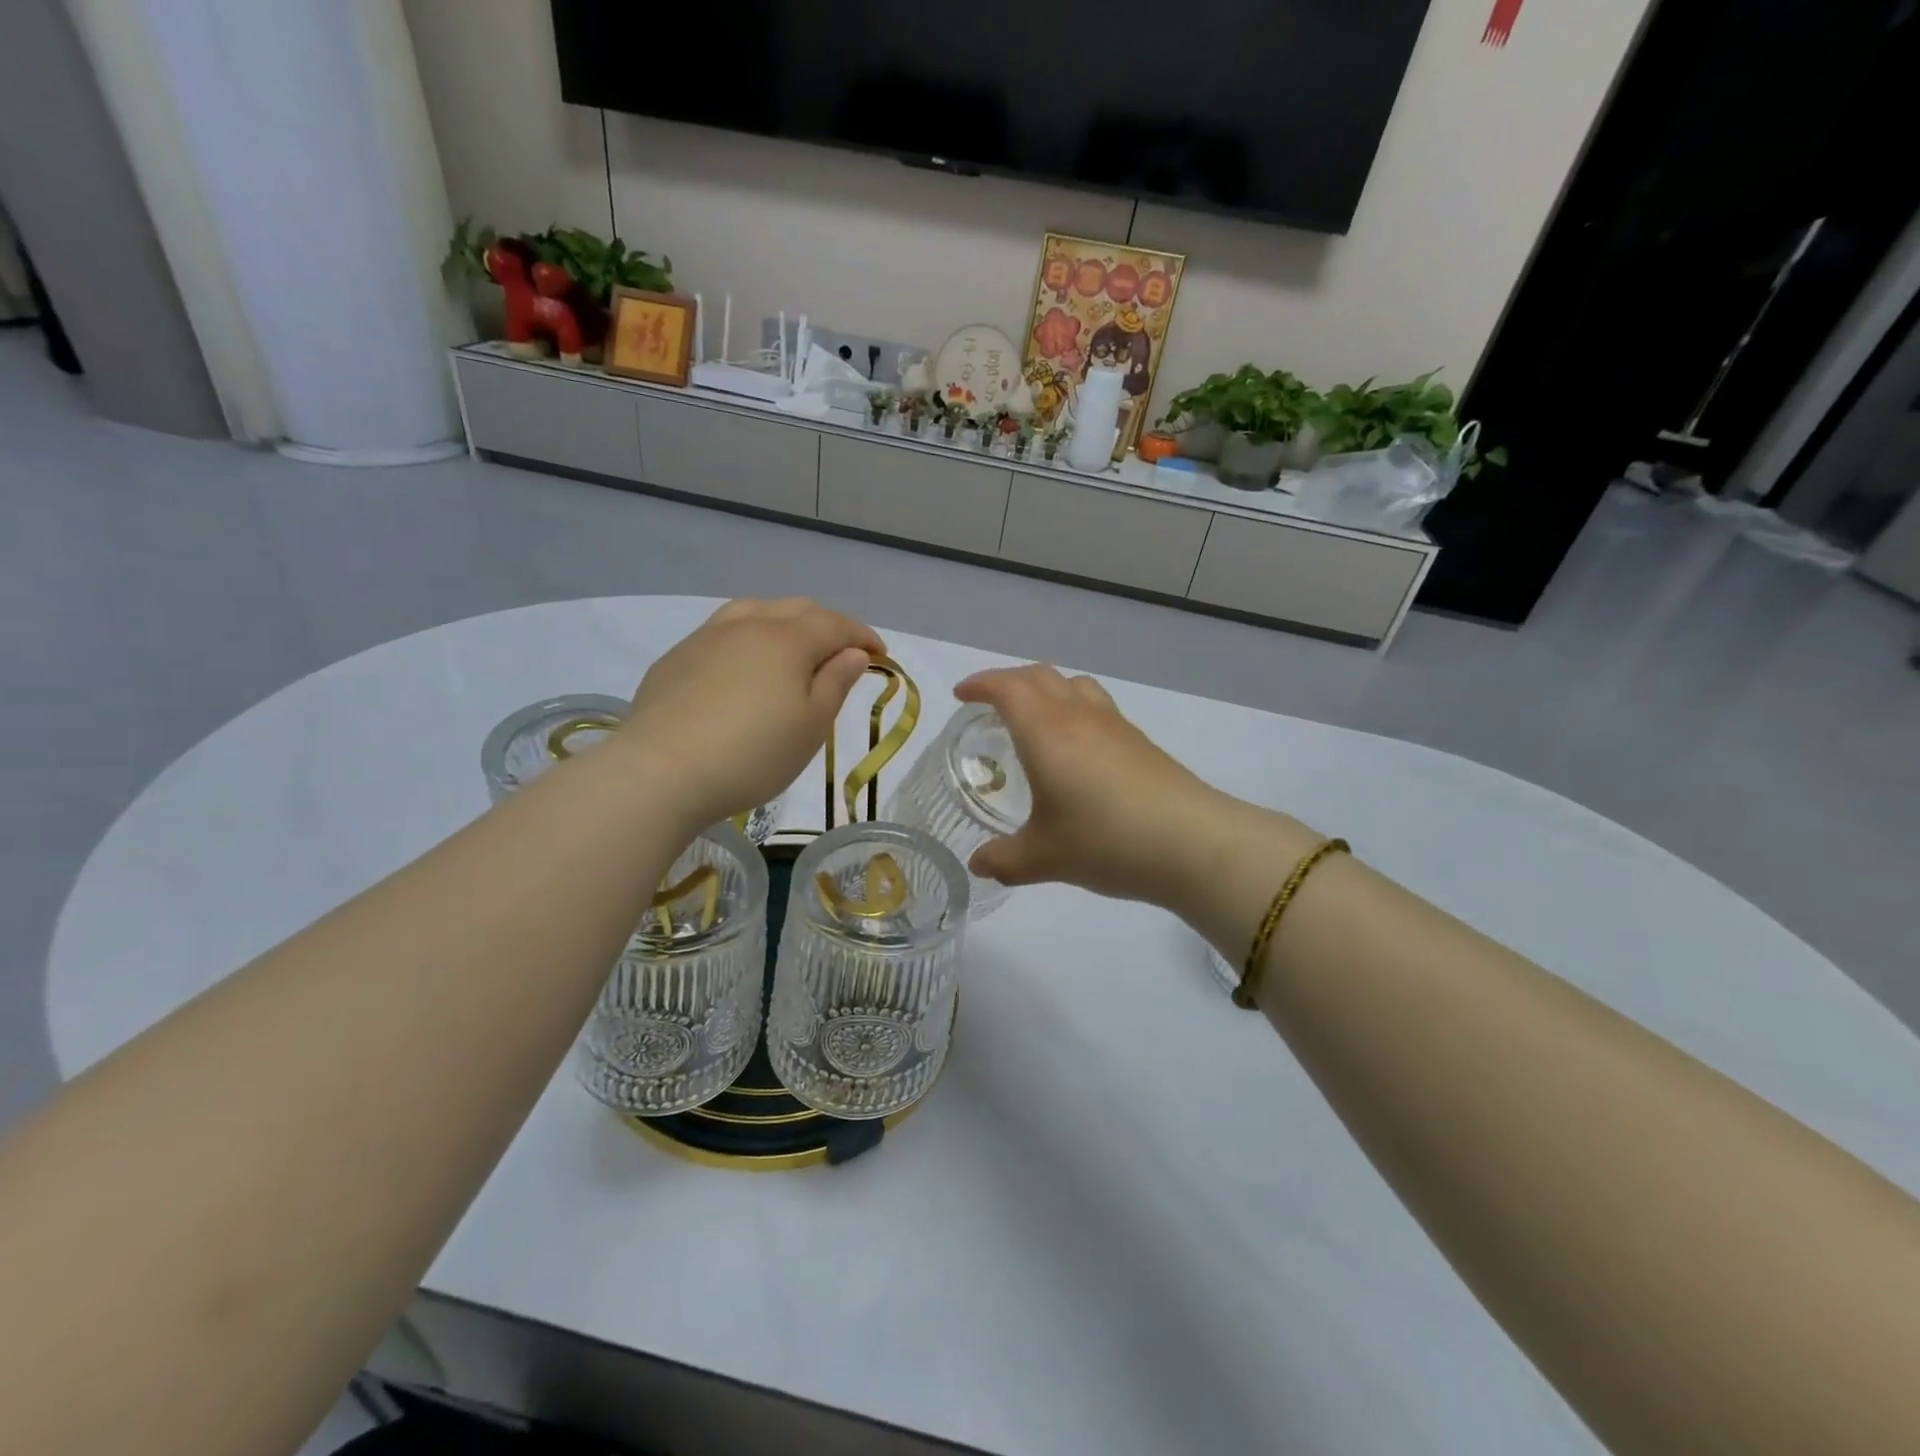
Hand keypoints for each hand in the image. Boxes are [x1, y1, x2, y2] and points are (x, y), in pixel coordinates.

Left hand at [621, 598, 882, 831]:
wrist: (660, 772)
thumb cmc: (752, 754)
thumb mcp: (810, 726)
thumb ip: (835, 683)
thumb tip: (853, 653)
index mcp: (787, 639)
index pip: (835, 625)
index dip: (863, 636)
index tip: (882, 655)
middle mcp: (747, 626)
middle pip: (796, 609)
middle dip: (827, 625)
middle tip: (841, 655)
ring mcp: (705, 638)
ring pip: (753, 611)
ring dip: (783, 623)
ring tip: (791, 648)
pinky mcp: (675, 659)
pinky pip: (721, 632)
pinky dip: (747, 638)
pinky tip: (741, 667)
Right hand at [955, 664, 1311, 913]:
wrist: (1192, 843)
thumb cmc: (1106, 842)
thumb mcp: (1044, 858)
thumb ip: (1004, 860)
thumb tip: (979, 865)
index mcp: (1046, 731)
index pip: (1007, 688)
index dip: (980, 684)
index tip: (962, 695)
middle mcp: (1078, 716)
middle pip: (1039, 675)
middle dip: (1009, 681)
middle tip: (990, 704)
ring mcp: (1114, 725)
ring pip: (1074, 684)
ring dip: (1046, 688)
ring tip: (1034, 716)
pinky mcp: (1140, 741)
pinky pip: (1096, 705)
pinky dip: (1074, 708)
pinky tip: (1077, 748)